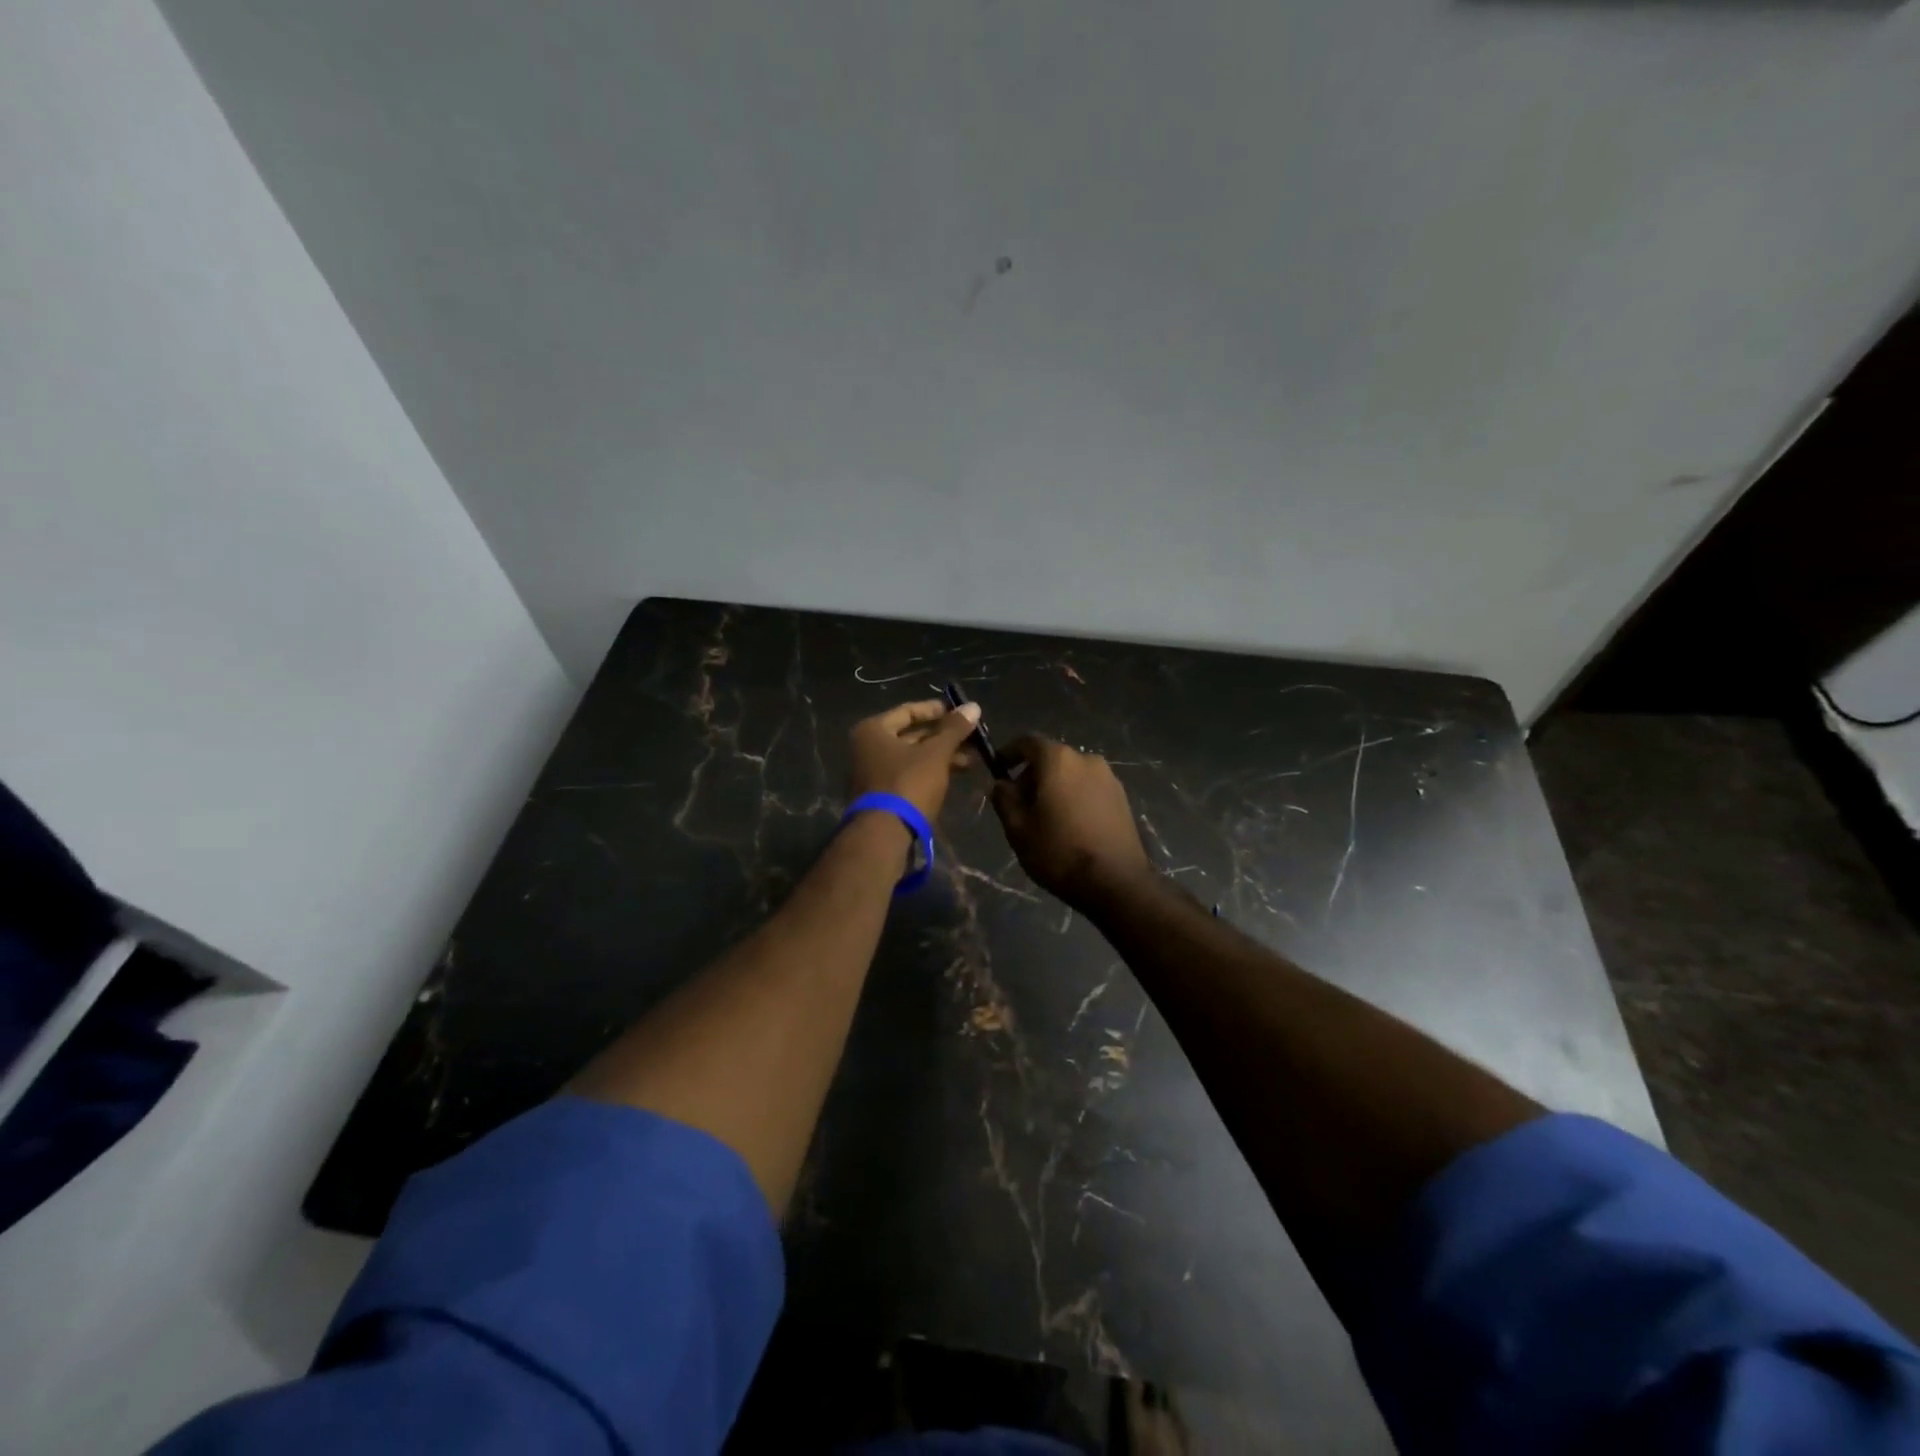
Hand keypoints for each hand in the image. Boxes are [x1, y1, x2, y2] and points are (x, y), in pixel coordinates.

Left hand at [847, 698, 982, 821]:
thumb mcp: (936, 754)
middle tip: (972, 737)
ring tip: (972, 759)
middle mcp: (868, 747)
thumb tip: (973, 705)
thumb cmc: (908, 784)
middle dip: (944, 737)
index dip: (937, 710)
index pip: (909, 711)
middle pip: (912, 734)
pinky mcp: (882, 793)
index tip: (961, 713)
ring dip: (942, 755)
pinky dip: (931, 770)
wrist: (884, 834)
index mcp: (874, 730)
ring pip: (913, 756)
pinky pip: (910, 773)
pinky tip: (956, 773)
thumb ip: (954, 729)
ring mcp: (873, 771)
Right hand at [990, 737, 1152, 907]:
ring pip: (1071, 774)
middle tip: (1019, 803)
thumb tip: (1003, 784)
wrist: (1115, 882)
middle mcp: (1087, 759)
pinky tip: (1069, 825)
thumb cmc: (1058, 851)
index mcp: (1059, 760)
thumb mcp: (1017, 828)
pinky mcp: (1122, 798)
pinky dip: (1074, 797)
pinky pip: (1089, 789)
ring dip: (1054, 788)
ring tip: (1044, 818)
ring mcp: (1109, 778)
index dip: (1009, 752)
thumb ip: (1004, 798)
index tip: (998, 769)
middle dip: (1031, 775)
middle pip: (1051, 758)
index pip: (1027, 742)